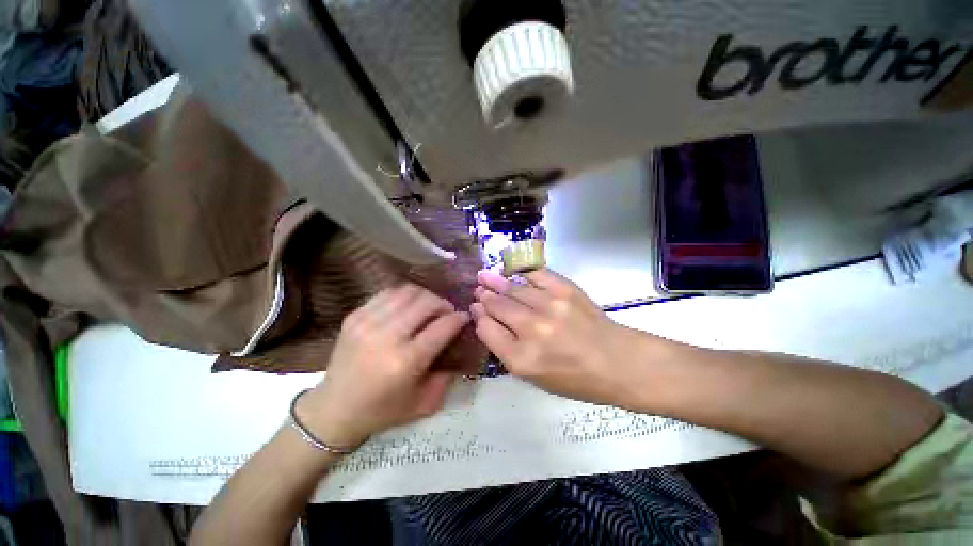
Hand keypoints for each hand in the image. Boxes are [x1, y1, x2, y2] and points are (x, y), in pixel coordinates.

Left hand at [299, 285, 468, 447]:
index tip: (464, 317)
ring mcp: (367, 322)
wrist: (333, 410)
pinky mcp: (354, 316)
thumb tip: (459, 346)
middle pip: (426, 302)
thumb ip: (448, 375)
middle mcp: (387, 336)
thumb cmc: (382, 411)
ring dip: (425, 296)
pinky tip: (407, 307)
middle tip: (446, 312)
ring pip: (408, 292)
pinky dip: (404, 296)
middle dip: (443, 303)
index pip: (442, 327)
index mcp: (406, 361)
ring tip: (428, 307)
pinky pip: (388, 293)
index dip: (458, 318)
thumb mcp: (424, 403)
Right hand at [471, 269, 658, 406]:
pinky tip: (511, 270)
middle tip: (478, 288)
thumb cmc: (575, 378)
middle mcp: (531, 330)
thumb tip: (488, 320)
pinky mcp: (564, 290)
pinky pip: (534, 274)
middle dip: (484, 296)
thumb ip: (507, 350)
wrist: (618, 362)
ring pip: (512, 289)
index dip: (478, 316)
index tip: (475, 308)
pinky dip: (520, 271)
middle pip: (497, 306)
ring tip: (484, 275)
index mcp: (521, 359)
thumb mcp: (534, 377)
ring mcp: (548, 306)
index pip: (487, 329)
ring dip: (496, 281)